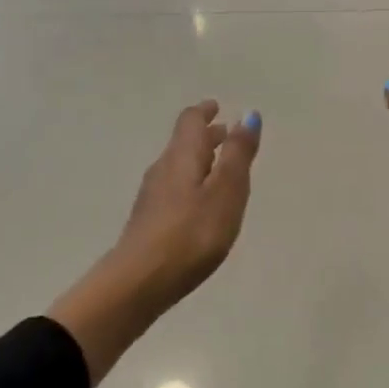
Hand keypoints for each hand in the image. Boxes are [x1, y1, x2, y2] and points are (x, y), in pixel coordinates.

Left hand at [113, 100, 261, 307]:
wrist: (140, 280)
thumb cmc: (191, 233)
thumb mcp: (226, 191)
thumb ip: (238, 154)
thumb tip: (248, 114)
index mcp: (183, 155)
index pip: (191, 120)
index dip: (205, 111)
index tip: (216, 107)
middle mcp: (164, 168)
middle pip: (184, 142)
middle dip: (206, 135)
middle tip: (225, 132)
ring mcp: (152, 195)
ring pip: (179, 165)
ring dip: (199, 159)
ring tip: (219, 166)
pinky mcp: (149, 220)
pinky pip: (174, 187)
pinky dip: (191, 182)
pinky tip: (199, 202)